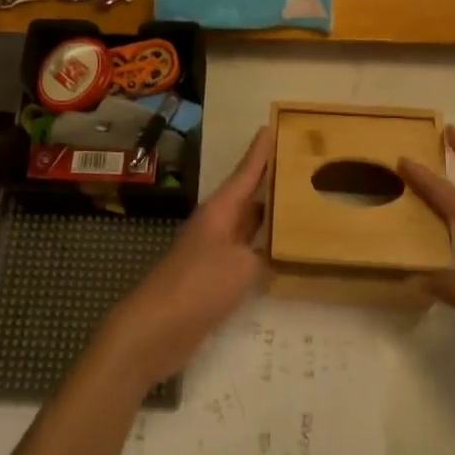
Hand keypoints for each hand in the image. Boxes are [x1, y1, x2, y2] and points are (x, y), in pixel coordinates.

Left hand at [98, 127, 272, 390]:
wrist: (156, 328)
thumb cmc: (198, 285)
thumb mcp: (241, 266)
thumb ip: (261, 254)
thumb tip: (268, 251)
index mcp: (220, 211)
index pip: (245, 174)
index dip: (259, 153)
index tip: (270, 127)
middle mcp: (216, 225)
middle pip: (246, 197)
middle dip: (269, 182)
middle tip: (298, 167)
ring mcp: (212, 251)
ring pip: (246, 226)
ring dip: (268, 217)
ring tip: (299, 207)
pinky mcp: (212, 277)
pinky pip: (243, 254)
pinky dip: (262, 250)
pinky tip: (280, 256)